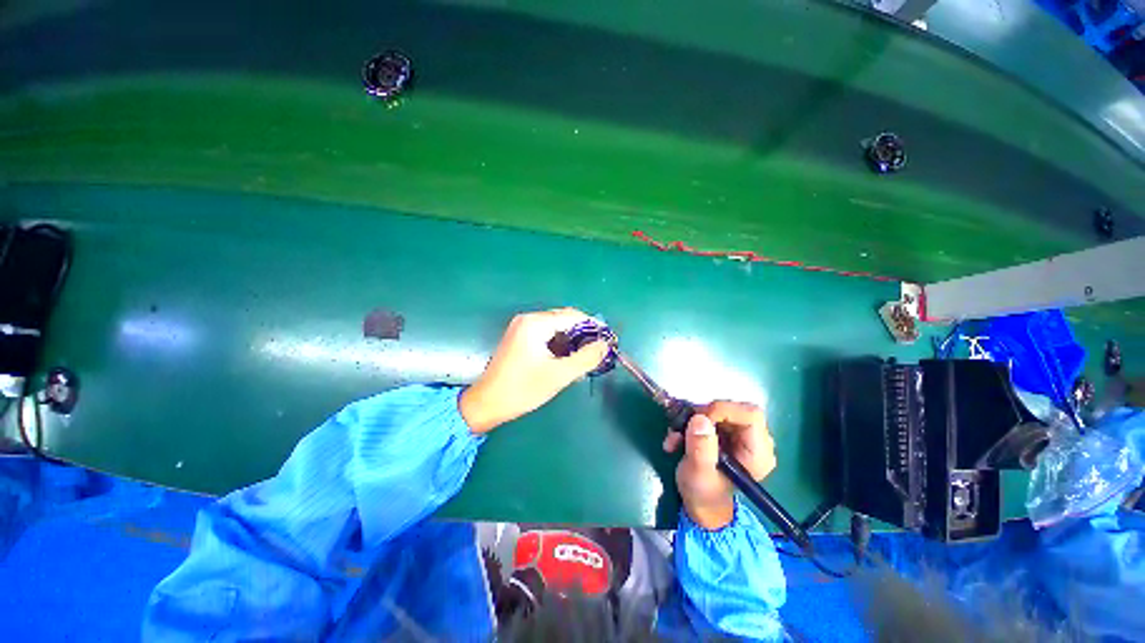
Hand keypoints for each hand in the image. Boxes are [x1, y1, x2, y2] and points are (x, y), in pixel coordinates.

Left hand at [459, 308, 608, 432]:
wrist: (487, 403)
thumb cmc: (523, 389)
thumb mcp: (559, 375)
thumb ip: (586, 358)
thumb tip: (605, 345)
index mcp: (536, 323)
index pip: (572, 316)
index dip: (593, 326)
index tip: (608, 339)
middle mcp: (528, 319)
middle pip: (564, 320)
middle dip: (583, 334)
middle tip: (598, 350)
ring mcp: (522, 328)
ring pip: (556, 328)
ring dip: (572, 340)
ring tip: (586, 357)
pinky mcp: (520, 338)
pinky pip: (546, 335)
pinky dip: (559, 344)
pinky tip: (567, 358)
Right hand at [663, 401, 775, 529]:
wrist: (701, 504)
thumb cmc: (704, 495)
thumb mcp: (699, 474)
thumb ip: (701, 449)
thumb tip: (700, 419)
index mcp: (758, 453)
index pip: (750, 415)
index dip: (724, 410)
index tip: (699, 419)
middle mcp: (755, 441)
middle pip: (734, 409)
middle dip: (704, 414)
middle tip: (683, 426)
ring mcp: (741, 435)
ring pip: (719, 410)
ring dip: (692, 419)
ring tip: (675, 437)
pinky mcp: (728, 432)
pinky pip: (710, 416)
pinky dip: (691, 423)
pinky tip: (678, 439)